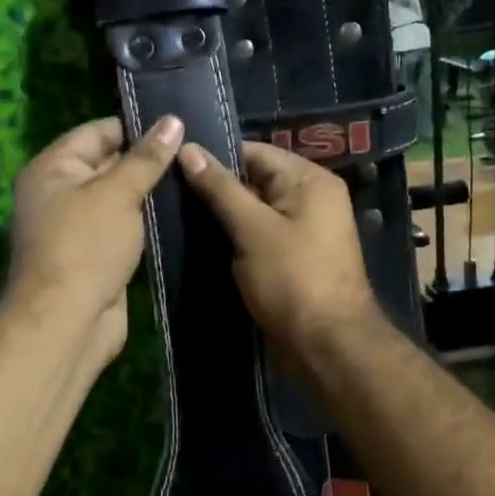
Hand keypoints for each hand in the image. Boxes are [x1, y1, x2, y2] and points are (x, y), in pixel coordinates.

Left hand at [5, 114, 184, 359]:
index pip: (97, 132)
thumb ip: (146, 158)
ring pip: (120, 198)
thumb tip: (173, 121)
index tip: (179, 124)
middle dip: (148, 159)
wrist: (68, 323)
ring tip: (197, 176)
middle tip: (197, 150)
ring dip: (152, 192)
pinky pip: (125, 227)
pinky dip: (148, 221)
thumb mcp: (117, 194)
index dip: (136, 126)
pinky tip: (183, 212)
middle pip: (108, 164)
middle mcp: (60, 192)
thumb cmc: (86, 247)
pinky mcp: (97, 254)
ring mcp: (79, 226)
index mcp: (53, 168)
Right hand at [178, 140, 381, 359]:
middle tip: (167, 192)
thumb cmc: (293, 280)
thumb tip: (187, 148)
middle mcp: (311, 198)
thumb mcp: (252, 229)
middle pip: (254, 180)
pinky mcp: (293, 258)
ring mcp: (303, 230)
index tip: (172, 164)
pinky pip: (258, 236)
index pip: (254, 152)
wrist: (327, 347)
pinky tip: (199, 242)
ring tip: (174, 215)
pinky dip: (234, 238)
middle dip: (215, 188)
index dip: (214, 157)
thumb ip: (220, 188)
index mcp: (310, 180)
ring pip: (253, 211)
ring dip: (221, 216)